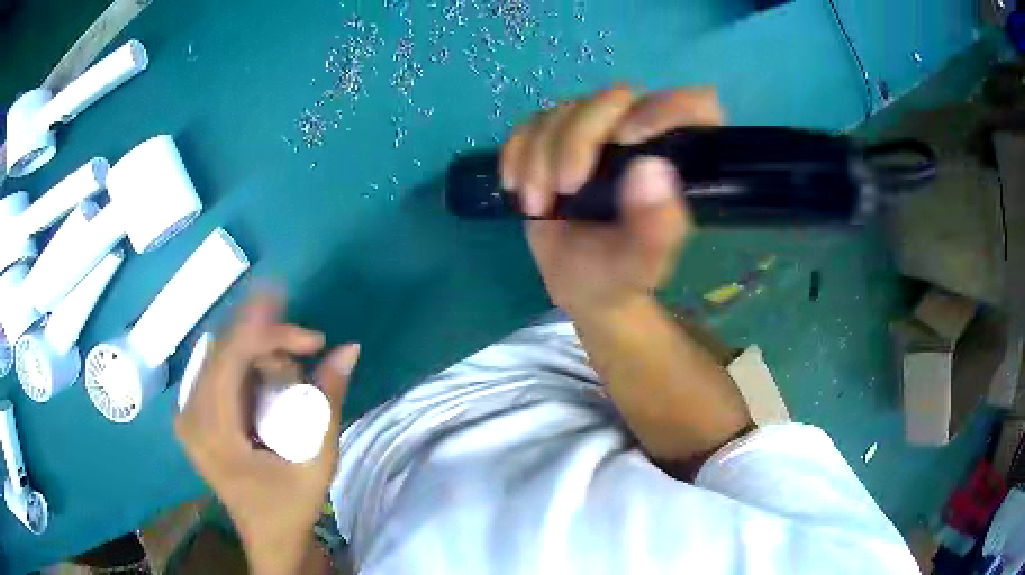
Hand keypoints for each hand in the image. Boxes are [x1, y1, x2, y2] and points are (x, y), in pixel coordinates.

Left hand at [174, 290, 359, 574]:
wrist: (269, 539)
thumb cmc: (290, 507)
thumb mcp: (316, 461)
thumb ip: (328, 402)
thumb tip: (348, 349)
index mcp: (211, 430)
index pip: (232, 354)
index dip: (273, 334)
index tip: (316, 341)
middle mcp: (188, 413)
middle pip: (225, 348)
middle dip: (269, 339)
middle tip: (308, 349)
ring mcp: (187, 412)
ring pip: (222, 353)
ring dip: (260, 351)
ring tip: (293, 373)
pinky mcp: (194, 415)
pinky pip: (219, 368)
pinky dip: (249, 363)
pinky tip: (271, 376)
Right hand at [500, 86, 723, 316]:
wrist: (578, 284)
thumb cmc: (619, 276)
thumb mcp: (639, 264)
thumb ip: (654, 228)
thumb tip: (651, 170)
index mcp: (683, 159)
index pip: (692, 106)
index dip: (663, 110)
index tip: (626, 141)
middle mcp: (644, 134)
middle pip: (615, 99)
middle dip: (578, 139)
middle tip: (565, 188)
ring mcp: (599, 131)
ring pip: (568, 109)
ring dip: (541, 154)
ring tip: (537, 204)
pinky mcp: (560, 136)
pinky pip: (532, 123)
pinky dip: (518, 151)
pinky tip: (517, 185)